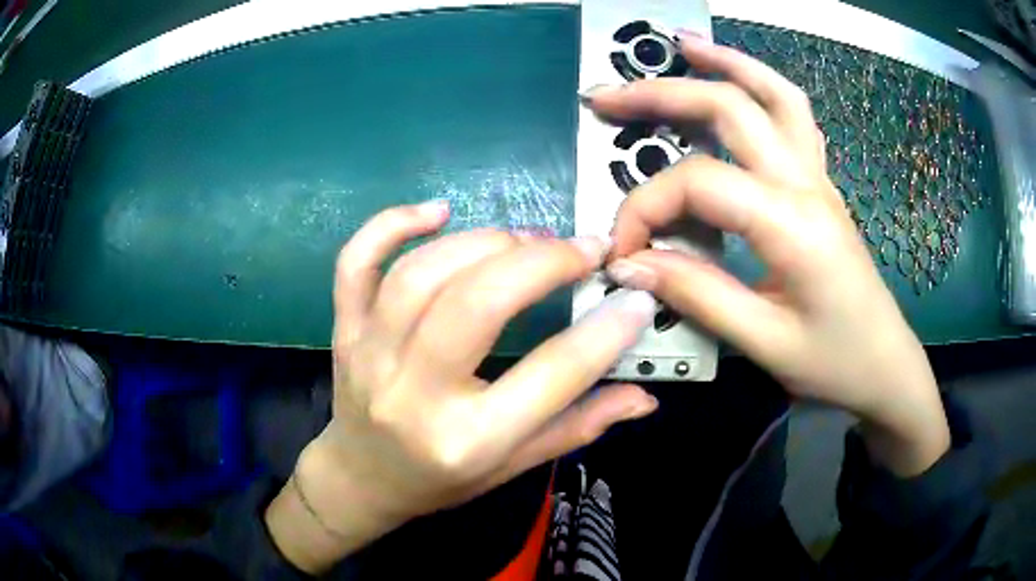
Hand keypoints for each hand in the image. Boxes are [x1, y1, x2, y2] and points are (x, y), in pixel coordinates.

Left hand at [267, 201, 658, 572]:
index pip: (553, 374)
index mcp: (468, 441)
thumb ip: (580, 426)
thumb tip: (645, 397)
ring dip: (484, 242)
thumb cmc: (442, 481)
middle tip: (582, 249)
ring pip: (422, 274)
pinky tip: (437, 211)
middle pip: (478, 303)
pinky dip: (392, 225)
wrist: (362, 479)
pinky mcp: (345, 330)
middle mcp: (414, 395)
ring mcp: (369, 356)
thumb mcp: (513, 467)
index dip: (606, 330)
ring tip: (526, 240)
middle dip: (542, 262)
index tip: (634, 297)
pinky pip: (356, 264)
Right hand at [583, 33, 949, 474]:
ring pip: (774, 93)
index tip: (622, 252)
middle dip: (661, 94)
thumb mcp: (764, 343)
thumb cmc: (834, 362)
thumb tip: (631, 265)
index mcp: (793, 224)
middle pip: (731, 108)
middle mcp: (807, 183)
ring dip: (724, 61)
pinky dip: (761, 84)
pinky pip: (794, 115)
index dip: (646, 209)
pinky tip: (737, 79)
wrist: (884, 365)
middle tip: (606, 97)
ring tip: (680, 44)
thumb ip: (697, 295)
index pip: (700, 183)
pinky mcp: (821, 184)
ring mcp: (819, 177)